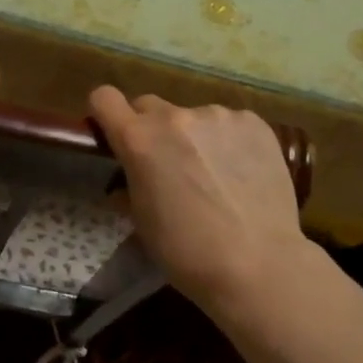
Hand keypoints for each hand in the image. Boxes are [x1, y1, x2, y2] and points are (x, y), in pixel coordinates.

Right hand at [88, 88, 310, 311]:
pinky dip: (229, 141)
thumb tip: (128, 179)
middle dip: (151, 129)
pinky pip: (230, 124)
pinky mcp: (254, 123)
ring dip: (194, 136)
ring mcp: (218, 115)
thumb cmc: (187, 252)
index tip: (115, 134)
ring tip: (215, 174)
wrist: (258, 264)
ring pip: (193, 117)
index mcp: (139, 139)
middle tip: (168, 163)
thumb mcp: (142, 221)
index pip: (104, 98)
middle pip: (149, 105)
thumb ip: (129, 185)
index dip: (106, 114)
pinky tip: (242, 173)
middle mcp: (175, 116)